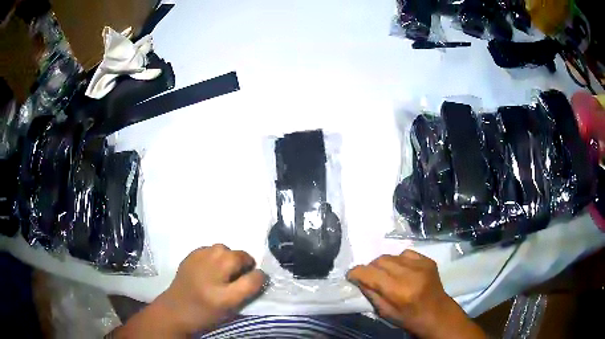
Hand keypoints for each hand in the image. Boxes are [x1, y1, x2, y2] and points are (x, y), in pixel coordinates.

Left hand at [115, 244, 265, 337]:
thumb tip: (257, 274)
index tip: (256, 279)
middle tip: (239, 274)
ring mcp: (198, 261)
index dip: (259, 278)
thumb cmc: (206, 313)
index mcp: (223, 296)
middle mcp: (211, 274)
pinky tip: (210, 266)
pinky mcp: (190, 255)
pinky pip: (211, 248)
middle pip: (238, 257)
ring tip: (224, 269)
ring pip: (224, 249)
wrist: (175, 310)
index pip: (253, 279)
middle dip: (244, 263)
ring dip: (230, 257)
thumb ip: (246, 291)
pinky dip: (215, 255)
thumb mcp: (230, 309)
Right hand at [347, 250, 485, 338]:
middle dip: (370, 268)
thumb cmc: (409, 319)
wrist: (437, 314)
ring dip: (384, 264)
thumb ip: (371, 294)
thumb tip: (358, 279)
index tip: (351, 276)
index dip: (356, 273)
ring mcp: (422, 264)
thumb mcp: (385, 312)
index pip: (370, 273)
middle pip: (380, 260)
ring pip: (391, 255)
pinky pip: (405, 253)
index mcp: (399, 291)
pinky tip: (402, 271)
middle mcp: (410, 273)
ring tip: (387, 275)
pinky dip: (398, 261)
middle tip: (370, 278)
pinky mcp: (428, 260)